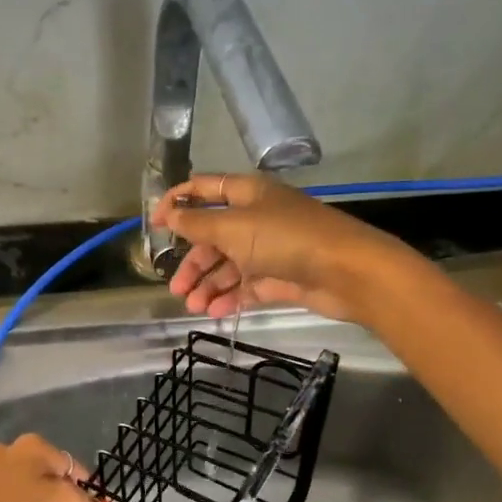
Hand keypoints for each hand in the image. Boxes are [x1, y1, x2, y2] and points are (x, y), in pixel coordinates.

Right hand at [151, 173, 412, 323]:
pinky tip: (215, 312)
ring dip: (209, 284)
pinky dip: (230, 297)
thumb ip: (197, 222)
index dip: (177, 202)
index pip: (204, 189)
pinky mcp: (280, 277)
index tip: (154, 225)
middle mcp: (256, 218)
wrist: (347, 272)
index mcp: (247, 194)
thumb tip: (169, 212)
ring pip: (229, 265)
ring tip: (194, 306)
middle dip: (193, 261)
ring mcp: (269, 249)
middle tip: (176, 287)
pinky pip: (247, 286)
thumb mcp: (234, 227)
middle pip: (213, 236)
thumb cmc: (286, 239)